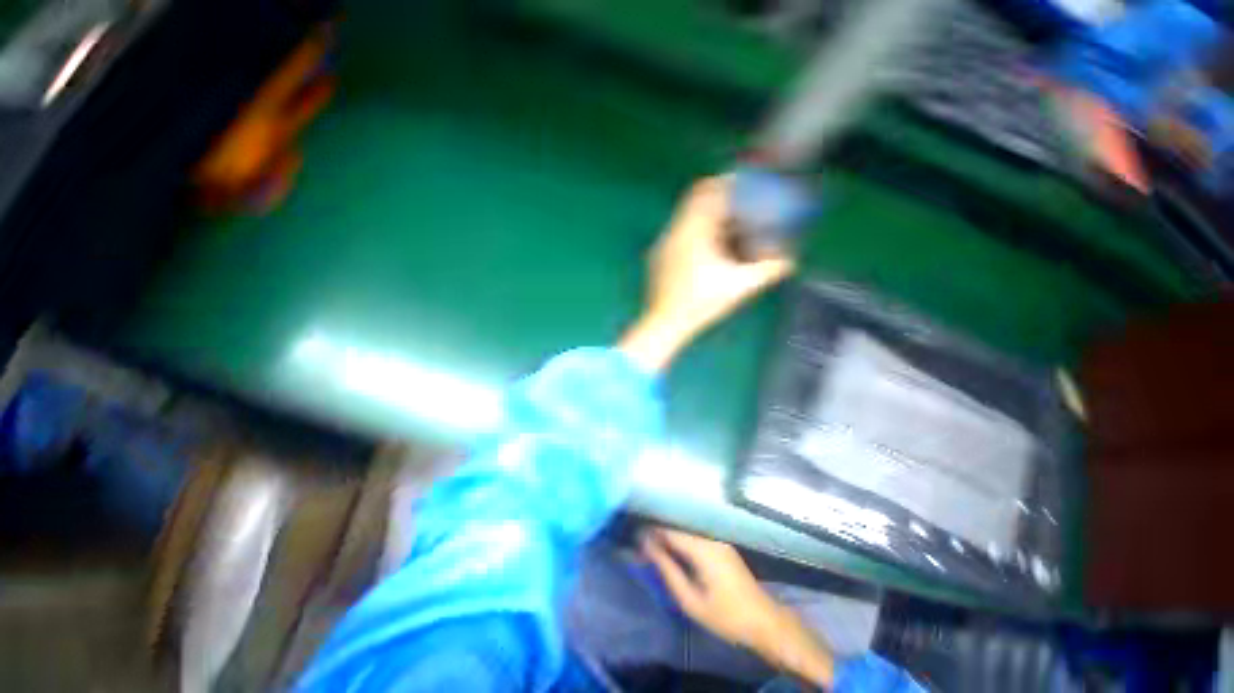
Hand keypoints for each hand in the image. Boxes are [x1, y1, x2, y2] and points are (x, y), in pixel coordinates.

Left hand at [620, 177, 793, 370]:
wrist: (664, 324)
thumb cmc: (700, 304)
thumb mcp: (738, 287)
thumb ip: (767, 271)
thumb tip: (791, 261)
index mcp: (692, 231)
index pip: (705, 190)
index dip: (725, 182)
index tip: (743, 184)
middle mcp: (674, 232)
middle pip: (695, 201)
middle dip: (719, 201)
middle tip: (740, 208)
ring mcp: (663, 244)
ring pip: (685, 218)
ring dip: (706, 218)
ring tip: (727, 230)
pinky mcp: (657, 257)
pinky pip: (677, 233)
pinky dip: (694, 232)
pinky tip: (706, 251)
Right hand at [640, 527, 777, 649]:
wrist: (764, 621)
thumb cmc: (726, 616)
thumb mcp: (691, 601)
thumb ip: (668, 571)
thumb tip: (647, 548)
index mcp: (703, 548)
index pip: (670, 530)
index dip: (651, 531)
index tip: (635, 537)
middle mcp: (710, 537)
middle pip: (678, 526)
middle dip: (659, 532)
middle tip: (641, 544)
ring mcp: (718, 539)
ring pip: (686, 529)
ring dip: (670, 535)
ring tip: (653, 545)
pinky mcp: (722, 544)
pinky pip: (695, 535)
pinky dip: (681, 539)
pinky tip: (673, 549)